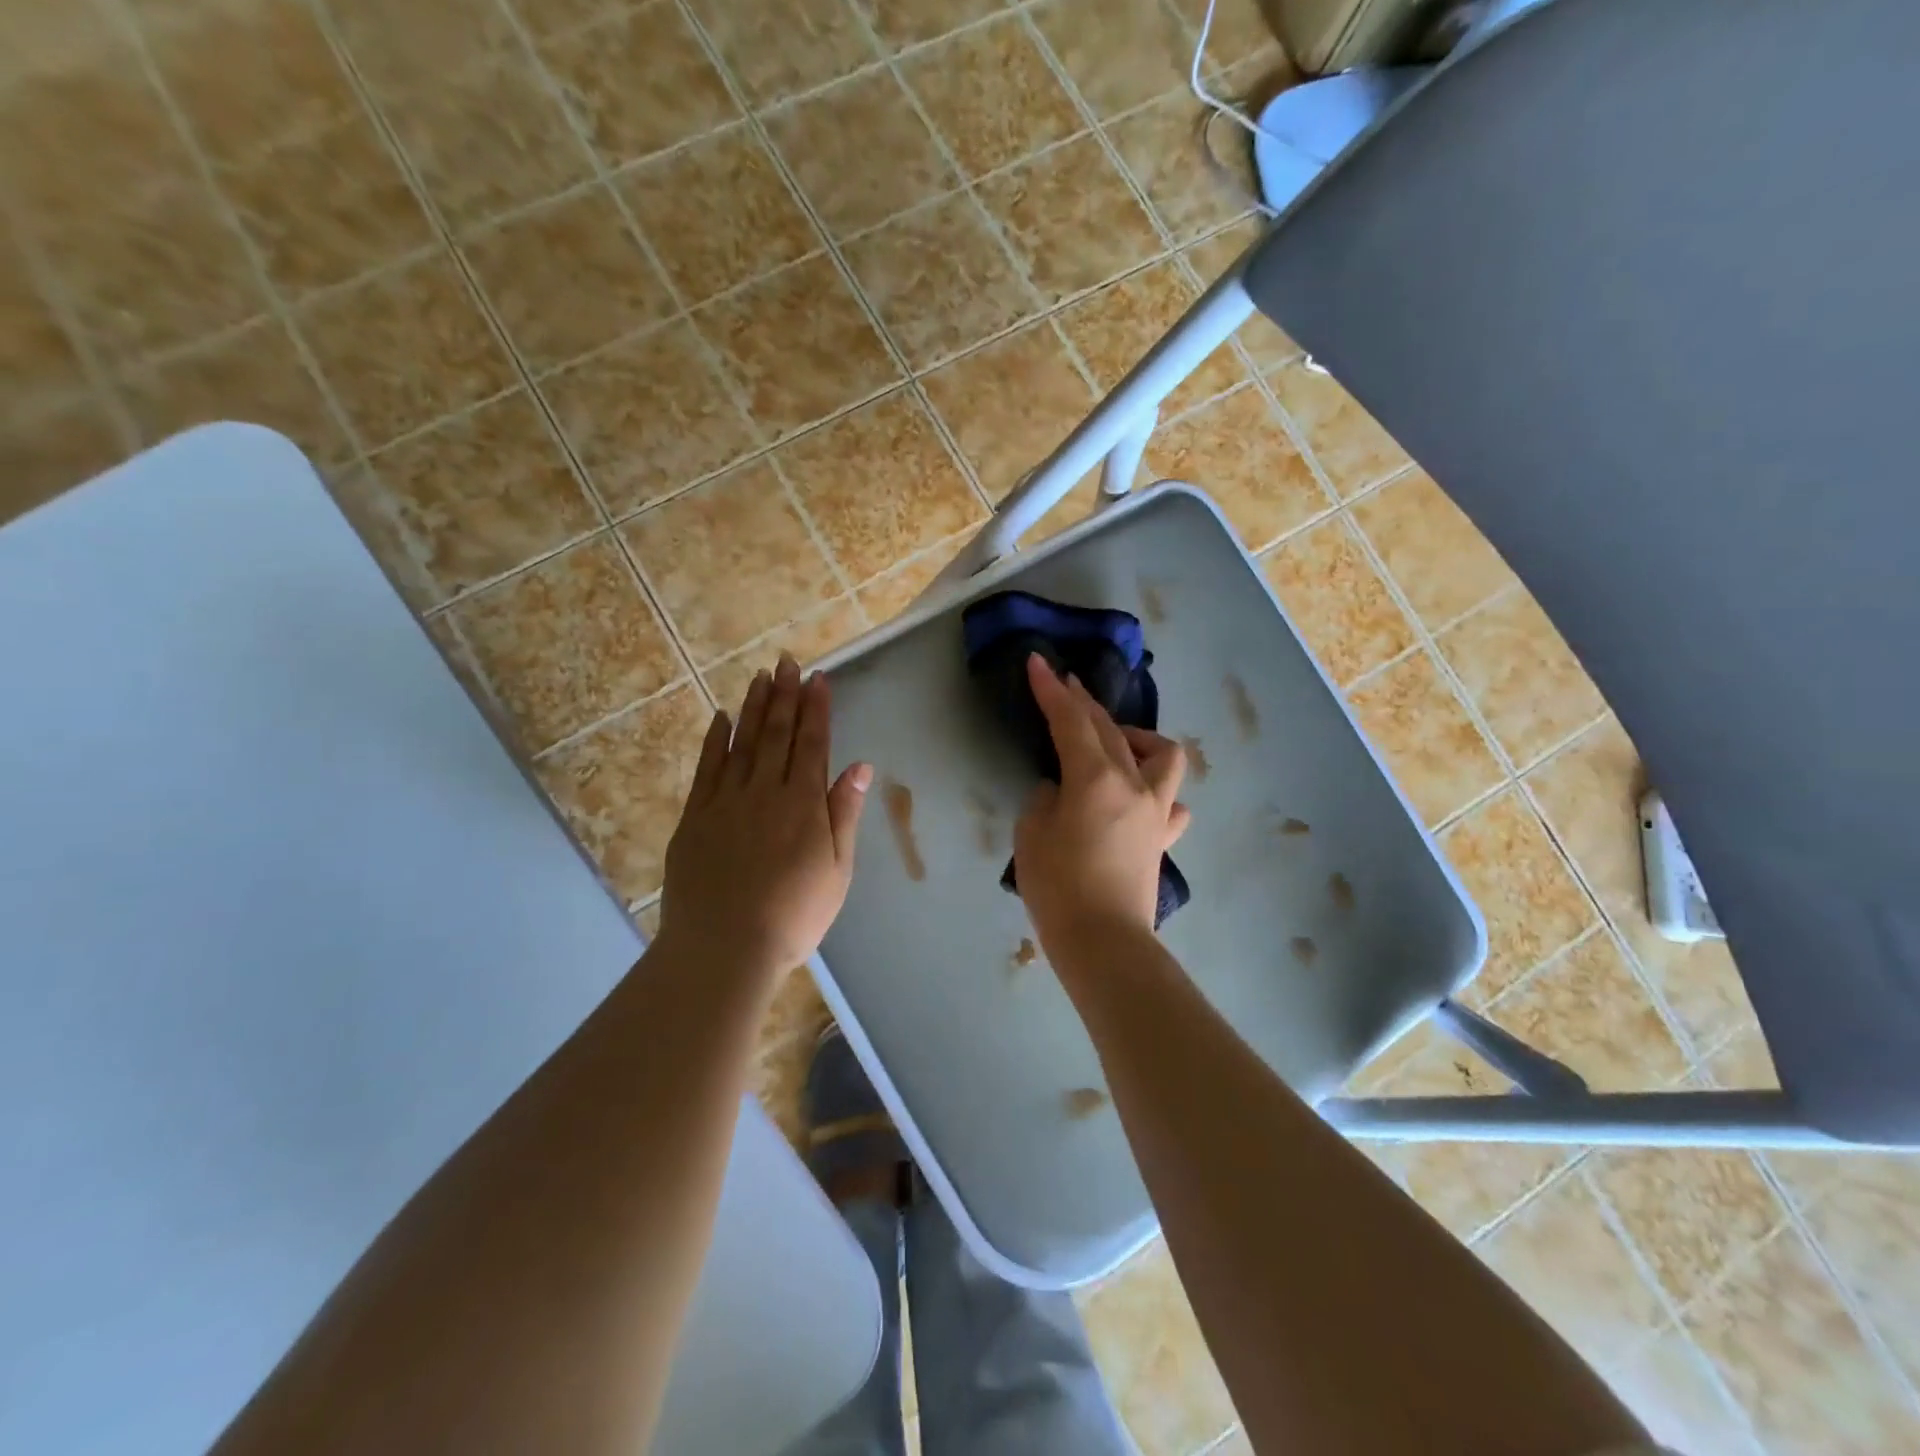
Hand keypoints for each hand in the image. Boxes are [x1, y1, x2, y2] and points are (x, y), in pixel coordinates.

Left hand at [656, 653, 871, 981]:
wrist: (725, 948)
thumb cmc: (794, 916)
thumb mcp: (836, 871)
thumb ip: (844, 814)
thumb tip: (860, 767)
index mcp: (803, 804)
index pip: (812, 744)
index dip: (817, 709)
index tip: (819, 679)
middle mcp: (765, 791)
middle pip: (776, 733)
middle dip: (785, 695)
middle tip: (787, 662)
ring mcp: (726, 801)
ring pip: (742, 742)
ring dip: (752, 707)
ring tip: (760, 677)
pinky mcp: (696, 816)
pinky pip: (706, 767)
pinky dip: (715, 740)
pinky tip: (720, 718)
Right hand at [1013, 652, 1190, 948]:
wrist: (1104, 943)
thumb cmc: (1058, 887)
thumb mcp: (1031, 835)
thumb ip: (1045, 800)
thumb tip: (1060, 791)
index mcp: (1094, 778)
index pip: (1070, 721)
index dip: (1051, 690)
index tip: (1038, 663)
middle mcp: (1132, 784)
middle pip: (1111, 729)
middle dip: (1084, 703)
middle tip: (1064, 685)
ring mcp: (1155, 811)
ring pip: (1163, 755)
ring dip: (1139, 738)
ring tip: (1117, 743)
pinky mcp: (1162, 840)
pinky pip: (1171, 804)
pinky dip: (1157, 791)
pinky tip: (1141, 799)